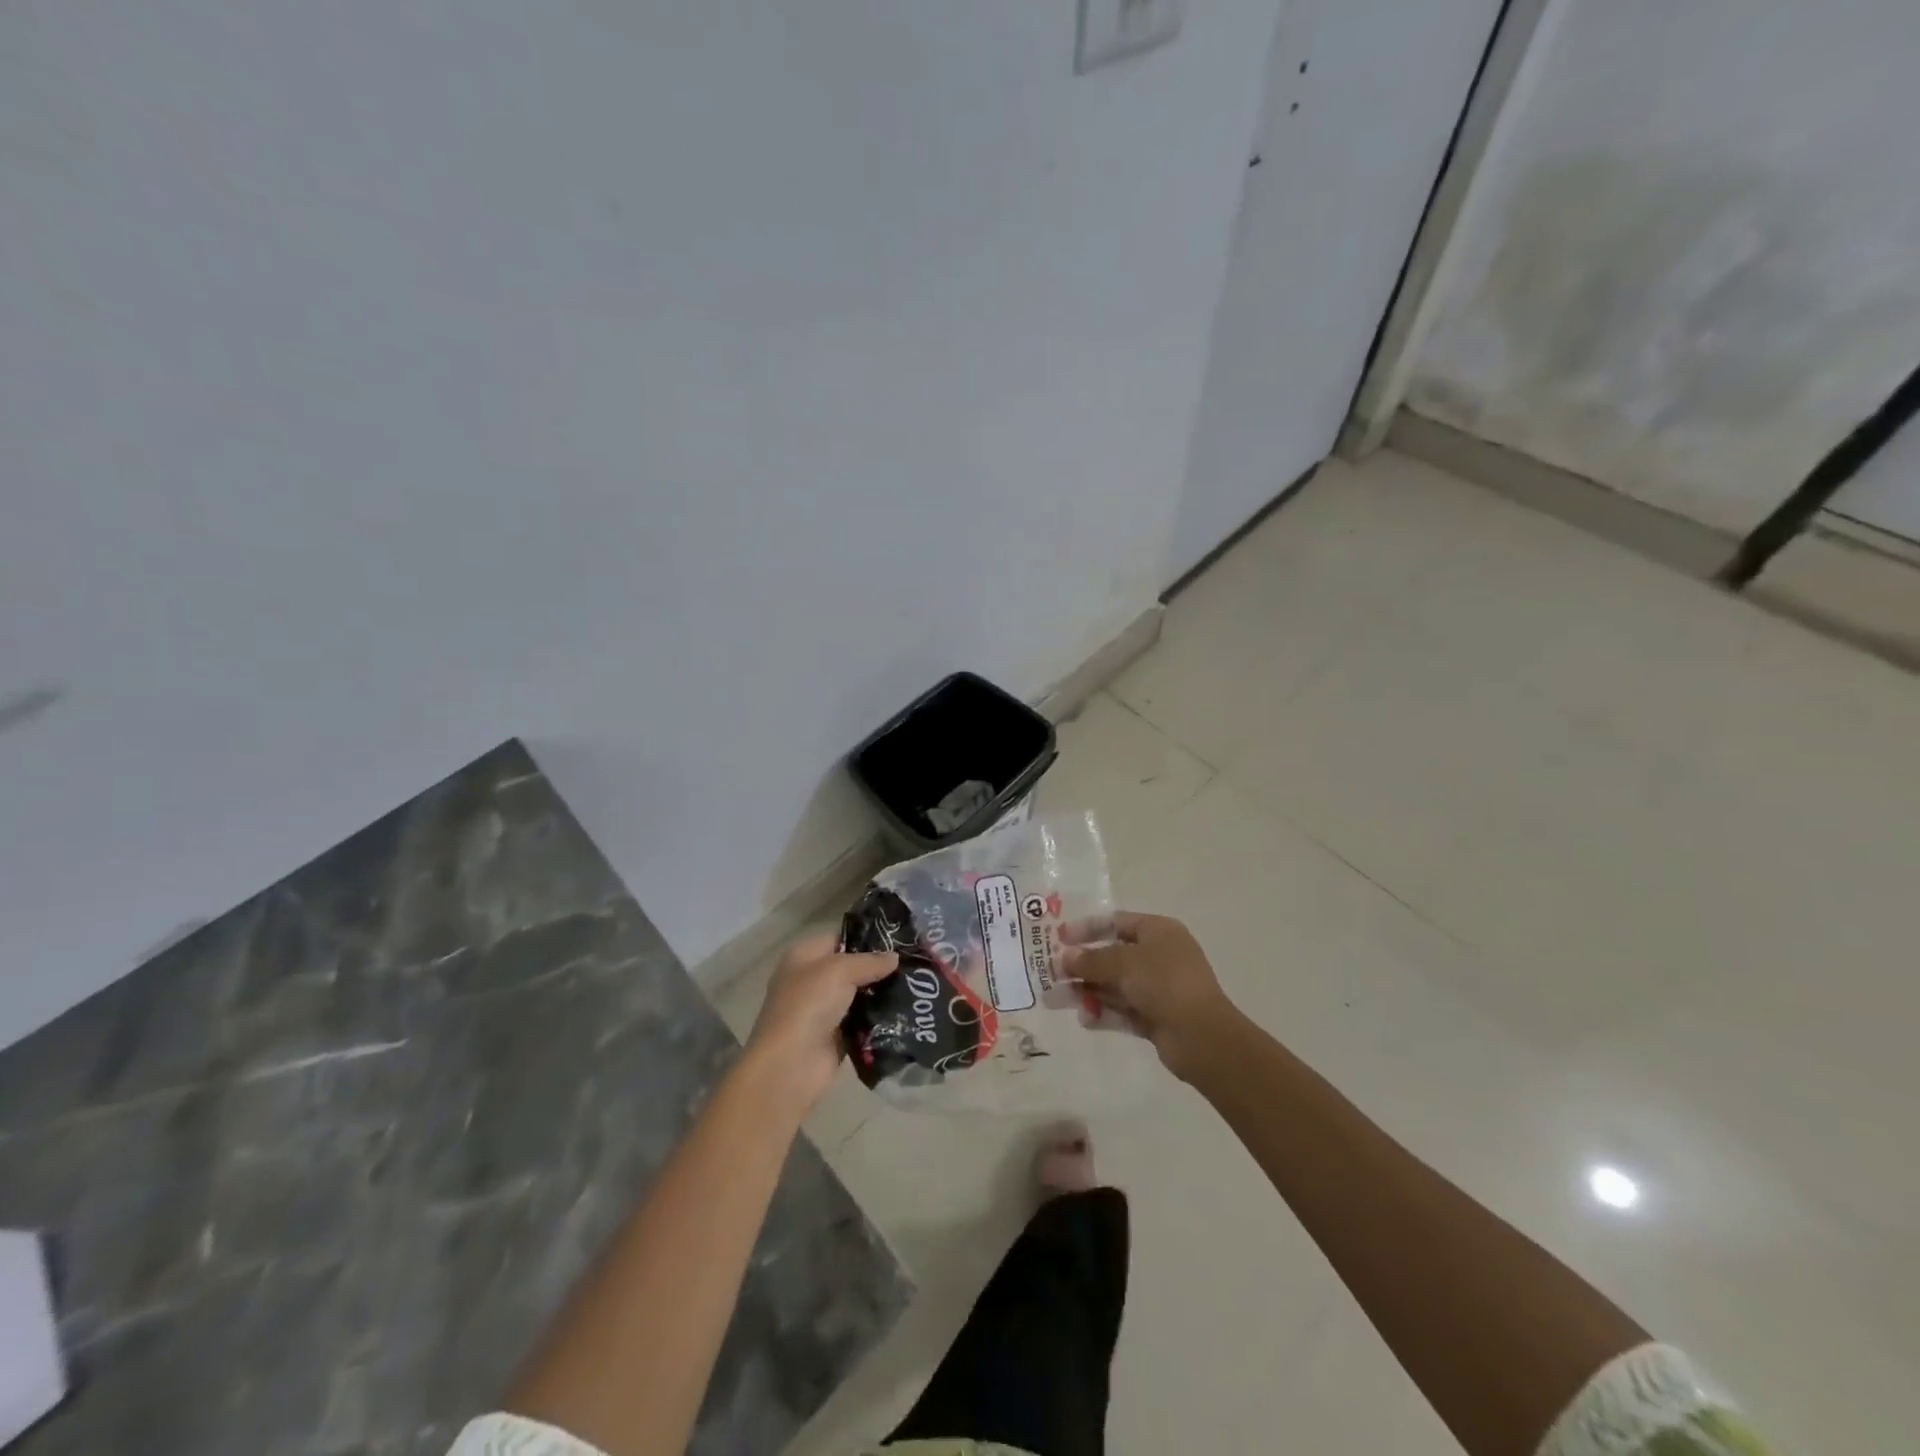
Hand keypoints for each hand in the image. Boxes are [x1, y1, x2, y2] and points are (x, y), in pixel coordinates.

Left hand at [747, 932, 897, 1110]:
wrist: (790, 1065)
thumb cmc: (808, 1005)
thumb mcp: (839, 971)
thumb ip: (869, 961)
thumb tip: (894, 957)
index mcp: (803, 956)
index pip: (839, 938)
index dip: (866, 938)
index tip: (899, 941)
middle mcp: (810, 980)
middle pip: (850, 968)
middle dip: (878, 968)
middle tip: (913, 964)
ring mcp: (821, 1011)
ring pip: (858, 996)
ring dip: (881, 995)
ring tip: (916, 987)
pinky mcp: (834, 1037)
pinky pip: (861, 1022)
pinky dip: (878, 1020)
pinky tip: (904, 1014)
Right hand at [1059, 912, 1237, 1082]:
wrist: (1202, 1036)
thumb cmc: (1164, 983)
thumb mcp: (1123, 963)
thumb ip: (1091, 959)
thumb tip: (1064, 958)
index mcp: (1159, 931)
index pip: (1117, 922)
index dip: (1087, 928)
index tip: (1059, 937)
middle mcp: (1159, 956)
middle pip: (1112, 955)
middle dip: (1082, 965)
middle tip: (1051, 973)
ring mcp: (1158, 988)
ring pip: (1115, 985)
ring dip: (1087, 990)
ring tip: (1056, 999)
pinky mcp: (1155, 1017)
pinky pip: (1123, 1010)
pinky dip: (1103, 1012)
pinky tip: (1084, 1018)